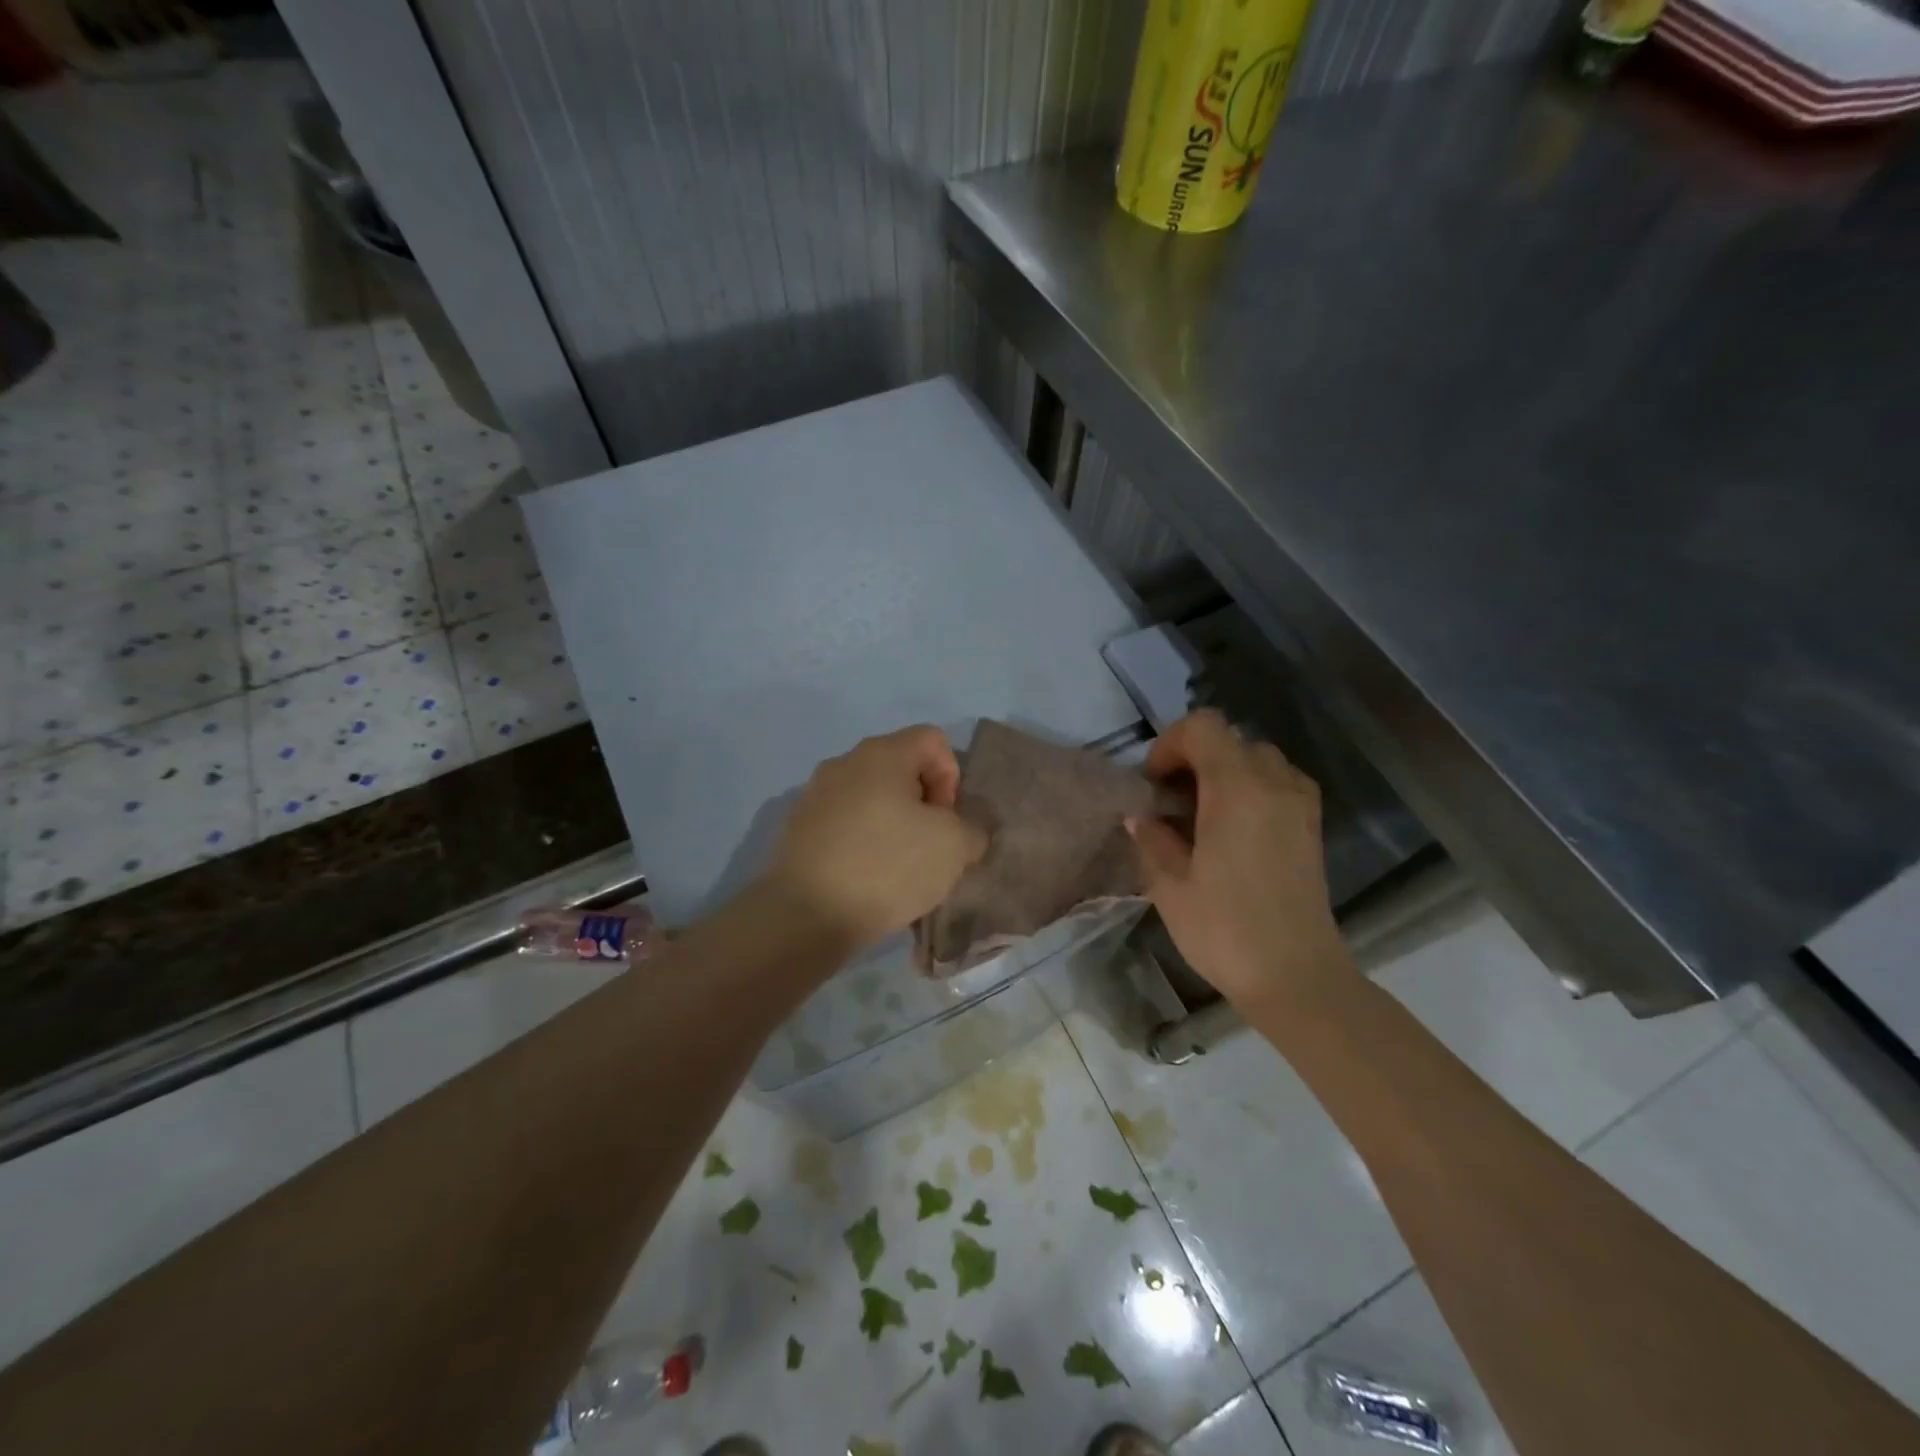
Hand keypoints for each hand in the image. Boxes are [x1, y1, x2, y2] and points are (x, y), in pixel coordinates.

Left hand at [762, 726, 987, 952]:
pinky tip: (868, 882)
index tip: (946, 820)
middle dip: (924, 806)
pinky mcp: (798, 830)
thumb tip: (964, 830)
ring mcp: (815, 796)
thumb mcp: (953, 847)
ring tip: (900, 871)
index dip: (952, 777)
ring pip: (872, 800)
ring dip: (894, 827)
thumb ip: (972, 829)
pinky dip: (864, 845)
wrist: (805, 915)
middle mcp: (844, 763)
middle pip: (901, 769)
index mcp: (881, 753)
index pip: (933, 740)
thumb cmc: (886, 866)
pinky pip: (846, 826)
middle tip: (929, 848)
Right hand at [1129, 710, 1353, 1009]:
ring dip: (1225, 771)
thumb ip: (1152, 839)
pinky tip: (1235, 828)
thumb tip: (1141, 816)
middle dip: (1194, 758)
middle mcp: (1274, 783)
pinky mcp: (1312, 826)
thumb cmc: (1225, 929)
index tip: (1155, 784)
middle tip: (1172, 800)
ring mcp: (1300, 803)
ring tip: (1203, 814)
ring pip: (1258, 758)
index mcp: (1236, 789)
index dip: (1170, 745)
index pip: (1203, 728)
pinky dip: (1253, 787)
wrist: (1296, 976)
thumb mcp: (1169, 886)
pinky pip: (1280, 782)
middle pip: (1230, 739)